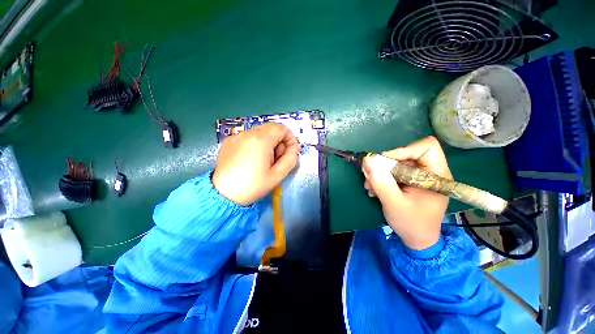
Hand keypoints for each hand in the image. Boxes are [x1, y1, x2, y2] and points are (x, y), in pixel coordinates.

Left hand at [213, 123, 299, 205]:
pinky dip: (255, 144)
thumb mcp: (277, 175)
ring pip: (259, 133)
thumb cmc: (253, 186)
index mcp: (261, 140)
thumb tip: (295, 147)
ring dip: (267, 143)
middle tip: (276, 159)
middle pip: (271, 129)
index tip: (289, 152)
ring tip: (263, 161)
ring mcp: (236, 136)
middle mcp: (248, 133)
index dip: (289, 139)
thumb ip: (290, 159)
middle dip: (279, 141)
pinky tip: (251, 160)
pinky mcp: (229, 142)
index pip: (281, 128)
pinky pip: (248, 137)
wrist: (223, 195)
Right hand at [362, 136, 452, 249]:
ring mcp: (419, 176)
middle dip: (385, 165)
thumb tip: (368, 161)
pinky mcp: (410, 181)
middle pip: (406, 154)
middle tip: (370, 177)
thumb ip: (381, 182)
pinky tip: (374, 189)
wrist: (417, 240)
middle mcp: (430, 172)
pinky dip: (381, 178)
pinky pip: (393, 171)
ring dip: (380, 173)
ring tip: (370, 187)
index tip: (384, 163)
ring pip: (396, 163)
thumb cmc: (411, 224)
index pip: (426, 148)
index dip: (403, 151)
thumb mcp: (394, 204)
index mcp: (437, 175)